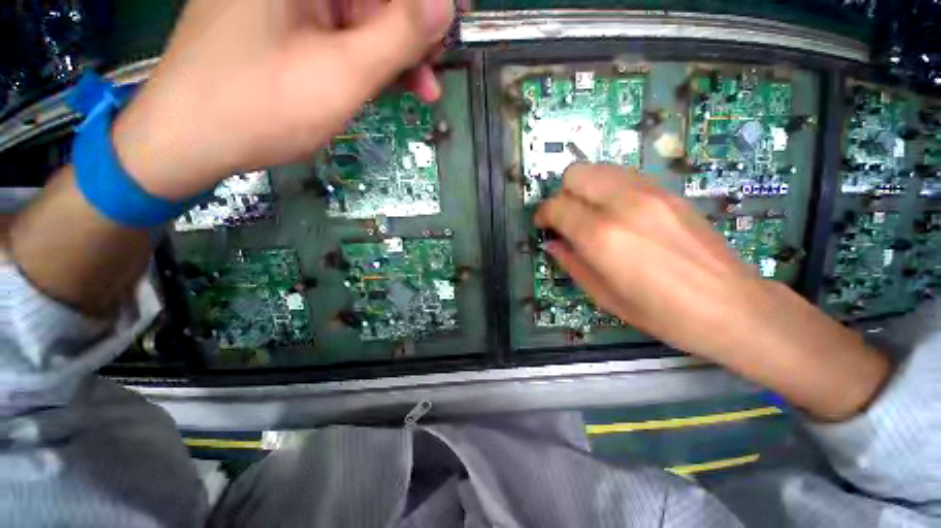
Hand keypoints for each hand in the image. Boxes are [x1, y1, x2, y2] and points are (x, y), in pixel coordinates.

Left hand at [111, 0, 453, 200]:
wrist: (191, 139)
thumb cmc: (261, 106)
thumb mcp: (342, 74)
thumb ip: (397, 36)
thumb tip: (444, 5)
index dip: (425, 0)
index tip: (457, 15)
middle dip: (412, 30)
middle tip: (439, 66)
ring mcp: (289, 1)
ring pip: (362, 17)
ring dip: (397, 53)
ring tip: (424, 89)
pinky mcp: (287, 25)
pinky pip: (343, 34)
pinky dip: (372, 60)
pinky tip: (392, 85)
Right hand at [536, 164, 889, 420]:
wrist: (731, 306)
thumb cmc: (661, 313)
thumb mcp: (603, 295)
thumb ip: (571, 263)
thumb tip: (552, 243)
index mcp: (602, 236)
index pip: (557, 206)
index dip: (543, 215)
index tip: (544, 226)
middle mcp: (622, 204)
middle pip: (575, 174)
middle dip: (562, 194)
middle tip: (566, 219)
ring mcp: (649, 192)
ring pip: (599, 168)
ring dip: (585, 188)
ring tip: (590, 214)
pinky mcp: (668, 191)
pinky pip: (623, 175)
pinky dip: (609, 187)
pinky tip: (616, 212)